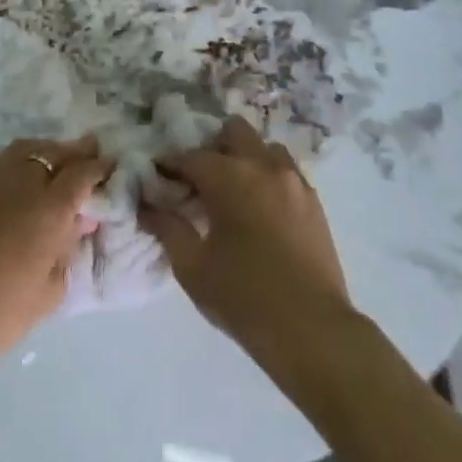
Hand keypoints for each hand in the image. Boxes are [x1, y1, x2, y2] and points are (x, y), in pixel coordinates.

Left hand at [0, 137, 107, 381]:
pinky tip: (12, 179)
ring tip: (51, 160)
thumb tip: (78, 223)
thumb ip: (66, 250)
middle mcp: (19, 183)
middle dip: (74, 151)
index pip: (82, 173)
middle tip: (88, 150)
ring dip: (42, 152)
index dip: (98, 167)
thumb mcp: (48, 292)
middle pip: (52, 152)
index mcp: (49, 208)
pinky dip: (11, 164)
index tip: (109, 164)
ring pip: (21, 151)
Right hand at [139, 118, 355, 363]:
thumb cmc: (244, 298)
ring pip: (264, 147)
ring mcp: (294, 181)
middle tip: (198, 180)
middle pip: (233, 131)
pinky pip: (285, 171)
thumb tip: (147, 205)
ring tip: (232, 192)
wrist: (313, 330)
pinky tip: (258, 208)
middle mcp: (264, 167)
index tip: (157, 177)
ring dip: (244, 158)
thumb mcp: (193, 267)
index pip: (190, 156)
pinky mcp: (314, 201)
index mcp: (231, 178)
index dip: (169, 164)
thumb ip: (167, 228)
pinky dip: (266, 176)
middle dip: (211, 147)